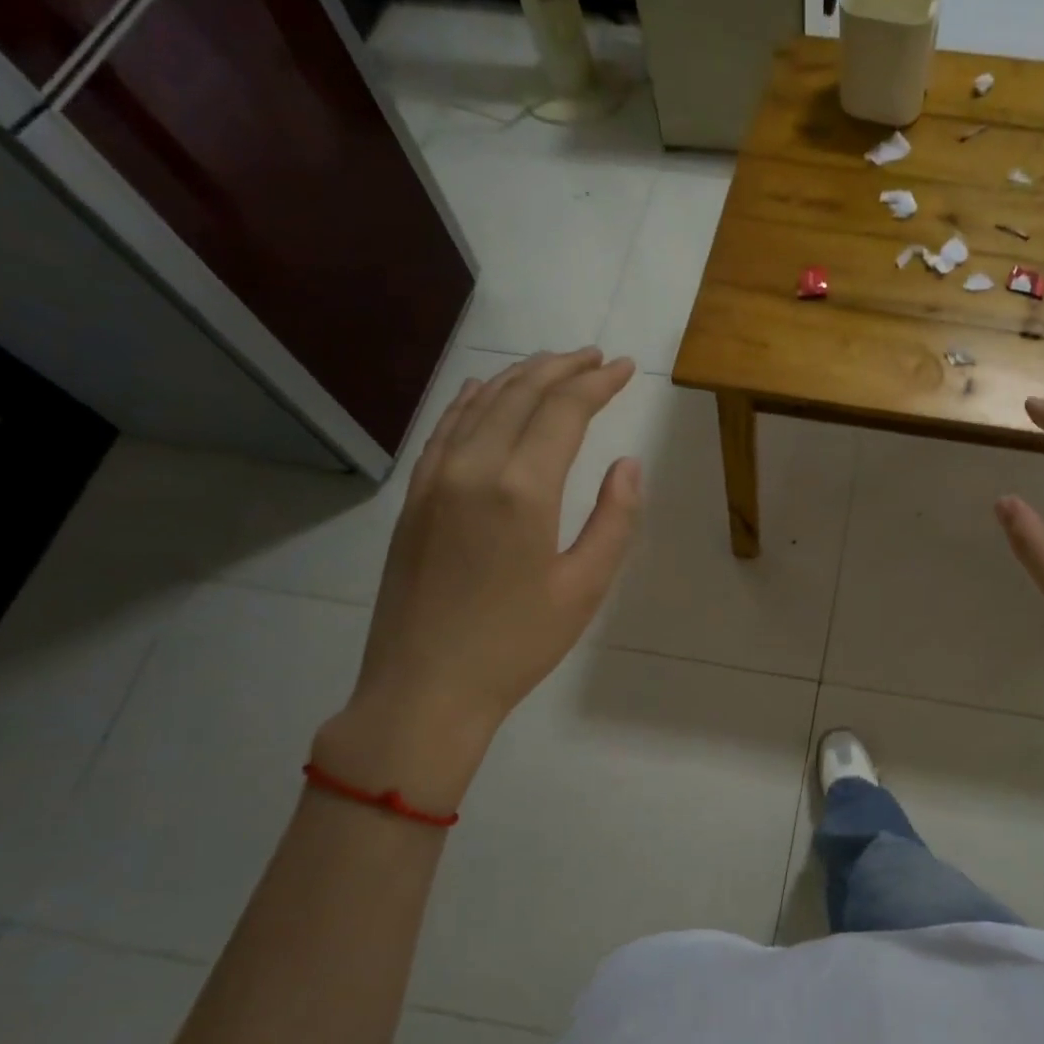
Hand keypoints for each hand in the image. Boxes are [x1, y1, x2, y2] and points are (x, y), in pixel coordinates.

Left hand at [314, 349, 639, 811]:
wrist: (425, 687)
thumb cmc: (517, 643)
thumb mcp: (585, 587)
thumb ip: (615, 519)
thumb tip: (627, 465)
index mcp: (522, 488)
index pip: (564, 411)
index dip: (597, 383)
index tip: (624, 368)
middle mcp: (474, 467)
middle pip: (521, 395)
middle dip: (562, 369)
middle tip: (596, 357)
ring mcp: (435, 479)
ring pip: (480, 404)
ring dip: (520, 377)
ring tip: (553, 364)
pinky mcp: (415, 497)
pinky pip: (445, 429)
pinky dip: (471, 401)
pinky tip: (484, 390)